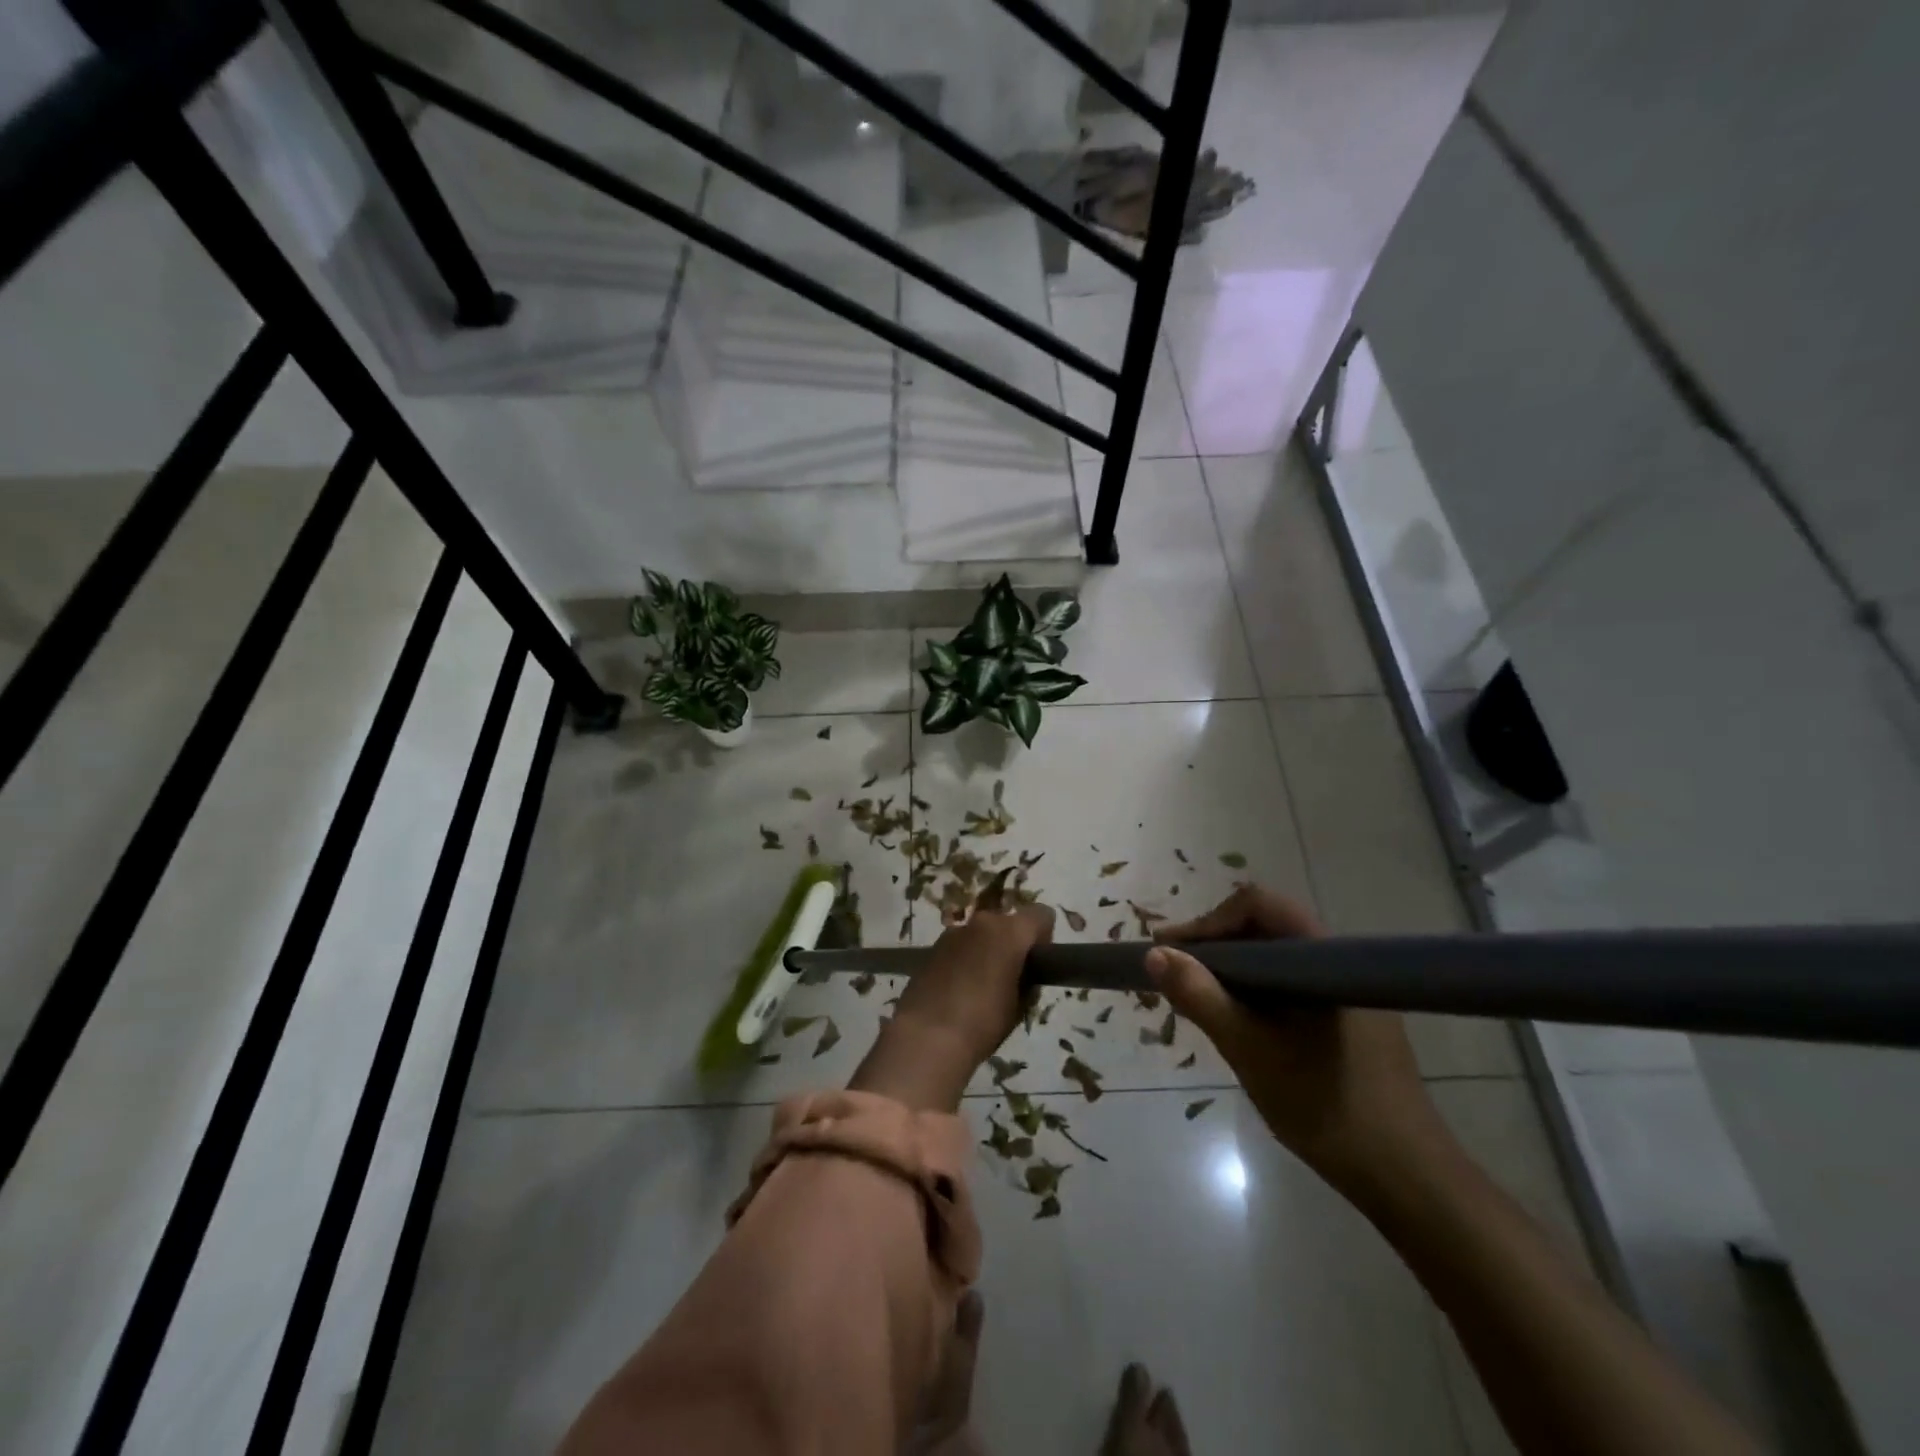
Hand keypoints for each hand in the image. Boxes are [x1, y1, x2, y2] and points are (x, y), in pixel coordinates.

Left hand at [851, 901, 1053, 1111]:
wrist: (927, 1036)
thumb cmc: (983, 1022)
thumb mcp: (1019, 1005)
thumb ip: (1026, 979)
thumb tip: (1021, 973)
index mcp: (1009, 932)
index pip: (1041, 915)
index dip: (1044, 937)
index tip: (1038, 963)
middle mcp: (981, 923)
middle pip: (1007, 923)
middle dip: (1012, 944)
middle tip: (1010, 978)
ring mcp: (953, 933)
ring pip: (981, 934)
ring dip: (986, 950)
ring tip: (980, 987)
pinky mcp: (932, 947)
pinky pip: (959, 946)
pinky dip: (964, 959)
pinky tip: (957, 990)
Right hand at [1144, 885, 1447, 1198]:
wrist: (1407, 1177)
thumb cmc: (1325, 1105)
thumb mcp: (1249, 1050)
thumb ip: (1200, 996)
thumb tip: (1154, 954)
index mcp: (1323, 956)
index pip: (1257, 905)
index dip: (1209, 921)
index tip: (1171, 952)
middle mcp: (1337, 960)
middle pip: (1264, 926)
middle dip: (1214, 944)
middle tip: (1174, 973)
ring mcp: (1345, 989)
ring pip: (1275, 956)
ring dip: (1232, 968)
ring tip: (1196, 996)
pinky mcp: (1347, 1016)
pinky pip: (1290, 981)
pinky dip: (1255, 989)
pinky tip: (1236, 1019)